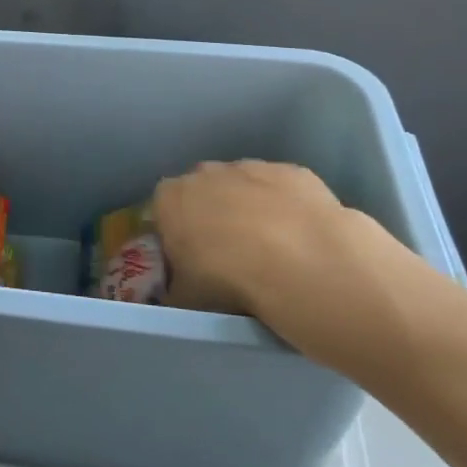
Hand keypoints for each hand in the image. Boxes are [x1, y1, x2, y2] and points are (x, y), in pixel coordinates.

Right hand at [153, 160, 427, 368]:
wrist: (304, 263)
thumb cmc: (230, 280)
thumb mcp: (186, 299)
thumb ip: (173, 290)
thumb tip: (175, 294)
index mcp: (170, 198)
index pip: (162, 212)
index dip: (175, 235)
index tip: (189, 260)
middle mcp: (206, 172)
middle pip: (202, 193)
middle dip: (211, 217)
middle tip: (228, 256)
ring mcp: (252, 167)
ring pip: (243, 187)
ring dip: (249, 210)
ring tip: (270, 251)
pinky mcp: (293, 171)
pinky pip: (281, 190)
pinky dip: (286, 208)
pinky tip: (299, 239)